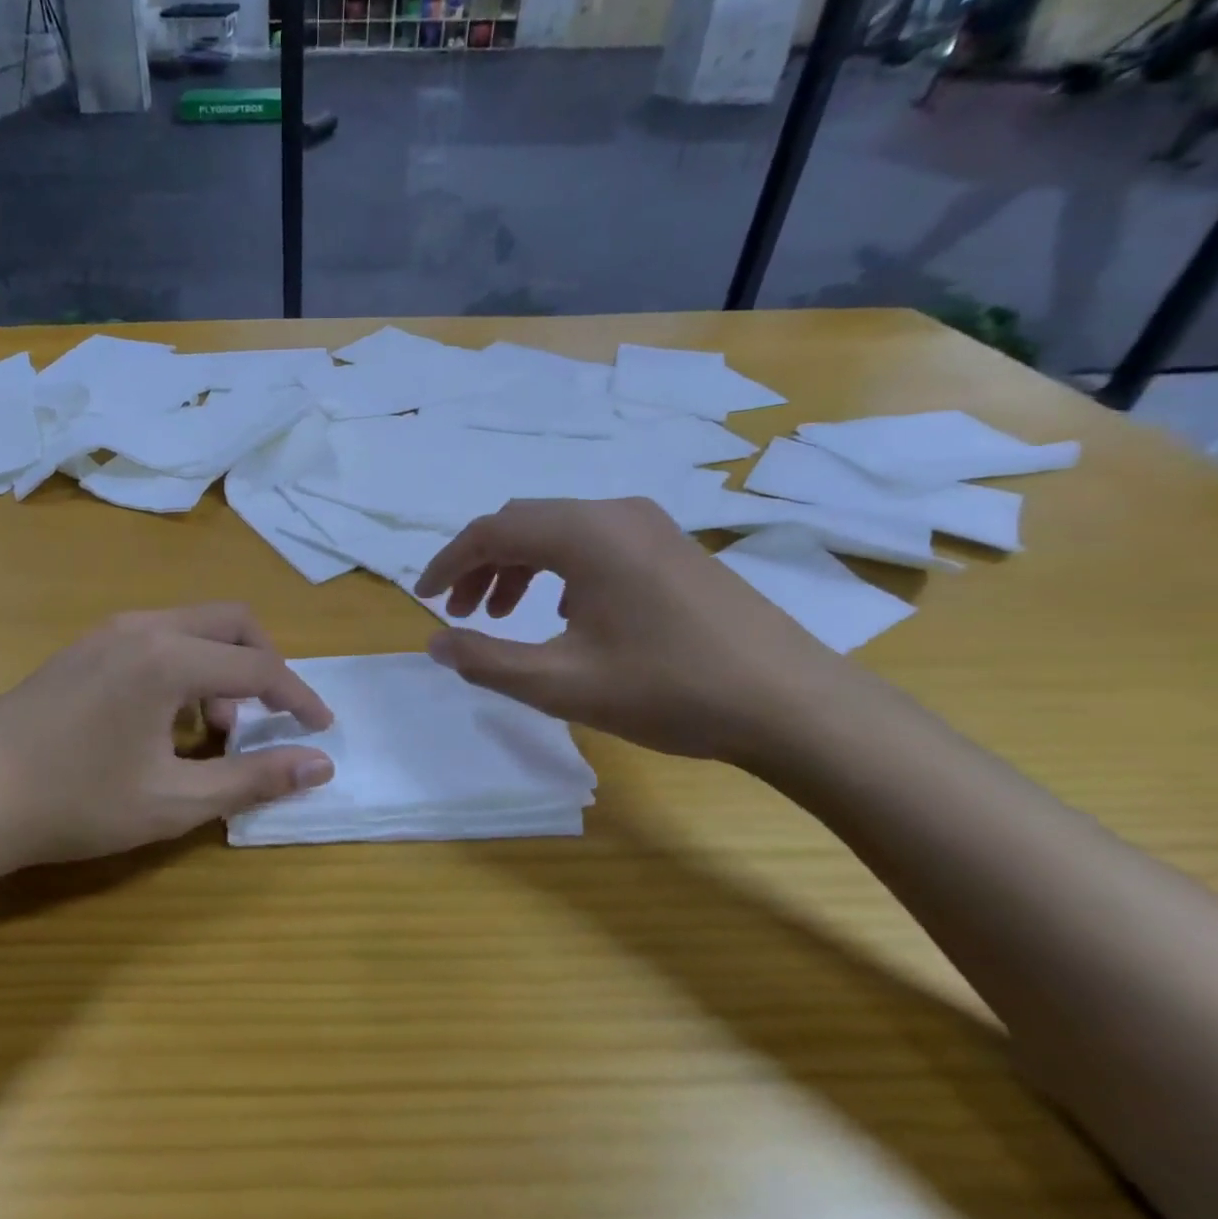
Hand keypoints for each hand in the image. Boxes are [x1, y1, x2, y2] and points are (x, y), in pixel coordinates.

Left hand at [0, 604, 334, 872]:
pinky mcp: (84, 647)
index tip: (321, 727)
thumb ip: (254, 778)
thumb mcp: (175, 801)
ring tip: (208, 732)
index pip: (259, 666)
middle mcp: (143, 627)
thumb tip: (320, 764)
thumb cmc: (76, 803)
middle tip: (264, 718)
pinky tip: (162, 721)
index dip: (298, 697)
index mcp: (169, 657)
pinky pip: (157, 638)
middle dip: (262, 664)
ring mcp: (108, 631)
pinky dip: (184, 666)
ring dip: (220, 667)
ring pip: (192, 627)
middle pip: (231, 621)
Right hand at [414, 498, 850, 763]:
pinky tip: (562, 614)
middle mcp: (615, 513)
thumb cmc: (669, 690)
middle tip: (461, 613)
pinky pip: (594, 543)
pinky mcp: (673, 547)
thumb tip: (435, 643)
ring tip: (502, 615)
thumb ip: (487, 660)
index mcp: (585, 534)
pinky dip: (558, 570)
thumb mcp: (561, 683)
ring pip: (559, 532)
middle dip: (481, 564)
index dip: (448, 563)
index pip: (492, 530)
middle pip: (523, 523)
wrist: (793, 705)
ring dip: (518, 567)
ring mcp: (650, 526)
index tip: (423, 599)